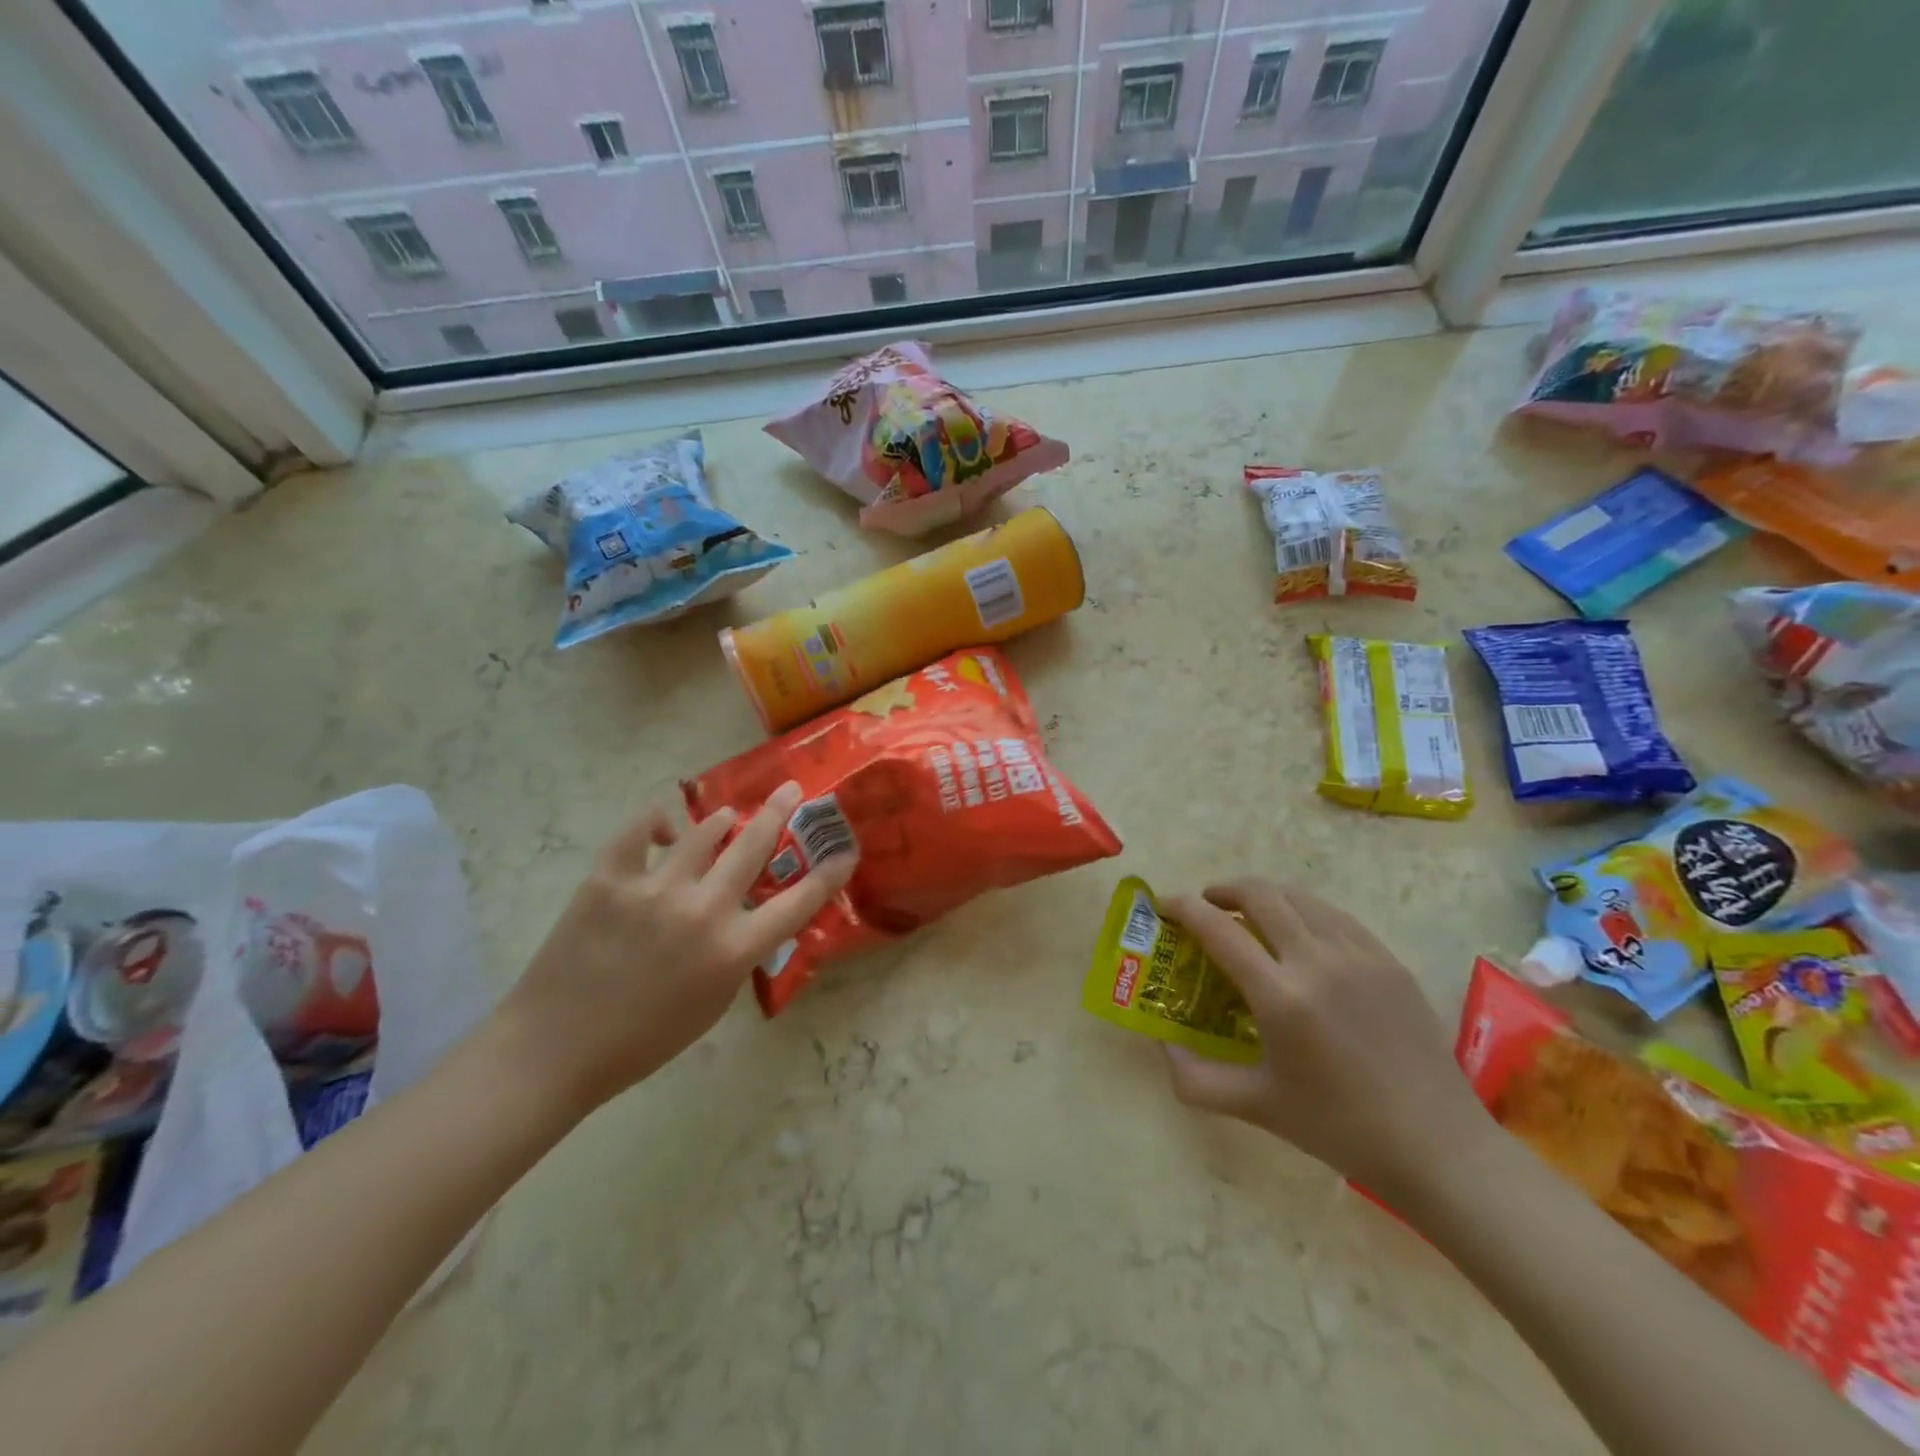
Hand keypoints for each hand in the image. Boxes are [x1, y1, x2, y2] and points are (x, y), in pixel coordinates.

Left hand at [503, 782, 854, 1115]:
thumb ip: (738, 954)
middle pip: (754, 846)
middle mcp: (703, 911)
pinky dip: (656, 821)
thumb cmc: (643, 1039)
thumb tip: (748, 914)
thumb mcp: (713, 1003)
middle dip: (779, 812)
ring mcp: (655, 889)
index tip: (846, 849)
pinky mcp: (609, 879)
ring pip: (702, 831)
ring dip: (720, 820)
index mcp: (733, 950)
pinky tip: (664, 827)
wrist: (555, 1049)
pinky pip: (639, 830)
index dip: (829, 873)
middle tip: (792, 790)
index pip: (799, 902)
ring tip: (726, 817)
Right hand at [1159, 879, 1494, 1206]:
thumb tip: (1162, 1044)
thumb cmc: (1340, 1128)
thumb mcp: (1256, 1106)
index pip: (1218, 928)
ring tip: (1250, 916)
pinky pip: (1336, 916)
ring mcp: (1360, 956)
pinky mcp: (1389, 961)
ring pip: (1300, 897)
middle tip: (1207, 906)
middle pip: (1260, 894)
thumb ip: (1194, 1078)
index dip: (1183, 908)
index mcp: (1281, 996)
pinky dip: (1305, 912)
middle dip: (1223, 889)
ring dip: (1265, 896)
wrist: (1438, 1147)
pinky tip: (1301, 936)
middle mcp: (1318, 961)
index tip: (1164, 905)